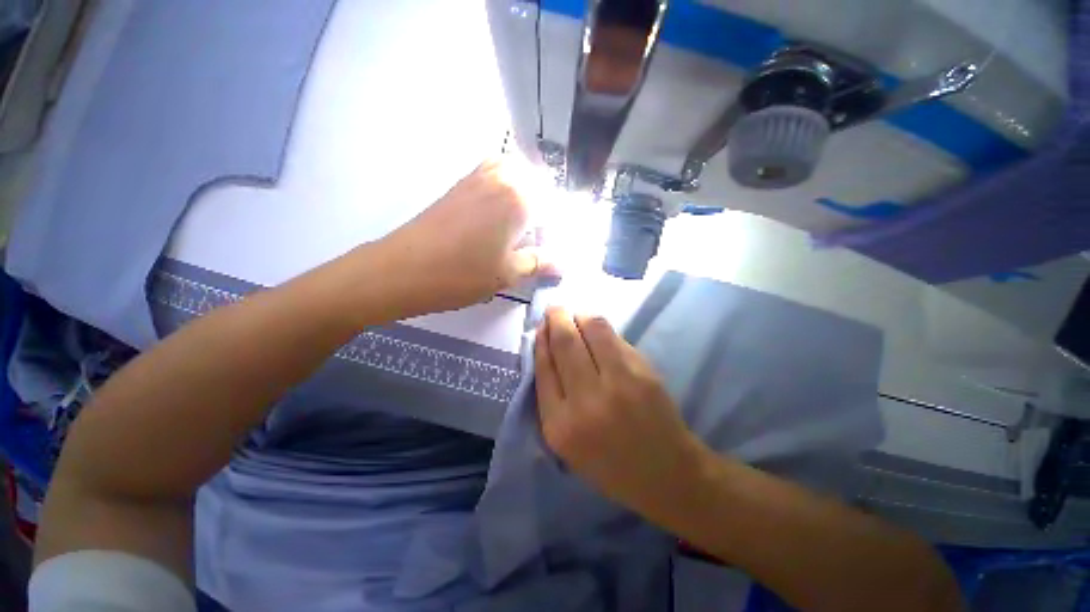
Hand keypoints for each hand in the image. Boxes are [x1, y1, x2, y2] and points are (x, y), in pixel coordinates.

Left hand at [376, 160, 548, 315]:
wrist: (402, 269)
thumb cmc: (461, 274)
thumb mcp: (508, 274)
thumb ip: (539, 263)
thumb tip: (561, 263)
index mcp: (519, 198)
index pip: (554, 204)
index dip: (557, 226)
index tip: (553, 247)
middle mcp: (501, 178)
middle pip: (536, 180)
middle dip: (545, 204)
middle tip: (539, 234)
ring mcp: (477, 176)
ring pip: (515, 172)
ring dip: (525, 192)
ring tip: (523, 223)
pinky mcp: (460, 184)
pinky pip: (493, 173)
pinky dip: (505, 186)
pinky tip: (499, 215)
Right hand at [535, 308, 707, 520]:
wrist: (667, 473)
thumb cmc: (609, 464)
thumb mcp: (566, 443)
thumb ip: (551, 398)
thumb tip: (546, 348)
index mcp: (560, 427)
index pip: (543, 368)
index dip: (540, 341)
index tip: (540, 327)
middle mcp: (585, 402)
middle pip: (564, 343)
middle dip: (556, 319)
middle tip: (554, 309)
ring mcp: (618, 384)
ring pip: (590, 330)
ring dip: (579, 316)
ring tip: (575, 315)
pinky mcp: (642, 372)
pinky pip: (614, 338)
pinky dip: (599, 327)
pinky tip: (595, 327)